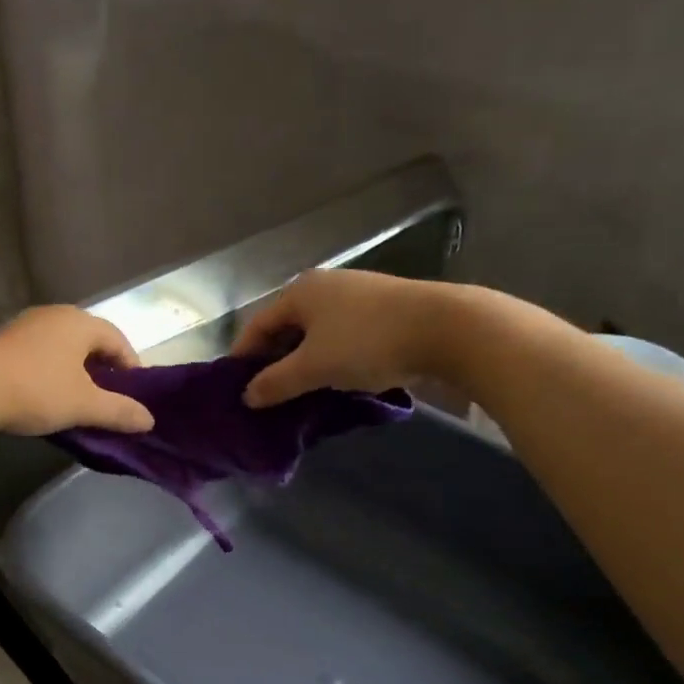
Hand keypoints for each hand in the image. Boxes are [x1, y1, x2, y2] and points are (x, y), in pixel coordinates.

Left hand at [0, 306, 155, 435]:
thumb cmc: (36, 390)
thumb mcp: (84, 405)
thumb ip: (119, 411)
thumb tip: (149, 420)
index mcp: (79, 322)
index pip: (118, 340)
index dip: (131, 367)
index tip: (135, 395)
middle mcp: (54, 315)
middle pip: (89, 340)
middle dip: (103, 369)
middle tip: (109, 399)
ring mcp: (25, 326)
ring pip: (62, 347)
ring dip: (75, 371)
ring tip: (78, 400)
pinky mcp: (2, 341)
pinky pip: (39, 354)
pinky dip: (51, 372)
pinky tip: (46, 395)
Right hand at [232, 270, 459, 406]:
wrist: (446, 329)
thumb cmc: (366, 343)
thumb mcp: (313, 368)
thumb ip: (276, 383)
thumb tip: (247, 396)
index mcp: (300, 292)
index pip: (257, 326)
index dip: (243, 357)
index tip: (237, 388)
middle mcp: (324, 286)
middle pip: (286, 328)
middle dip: (275, 361)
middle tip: (268, 394)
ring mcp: (356, 296)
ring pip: (315, 334)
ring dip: (304, 362)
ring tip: (301, 393)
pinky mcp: (382, 310)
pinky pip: (341, 337)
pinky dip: (331, 358)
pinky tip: (336, 380)